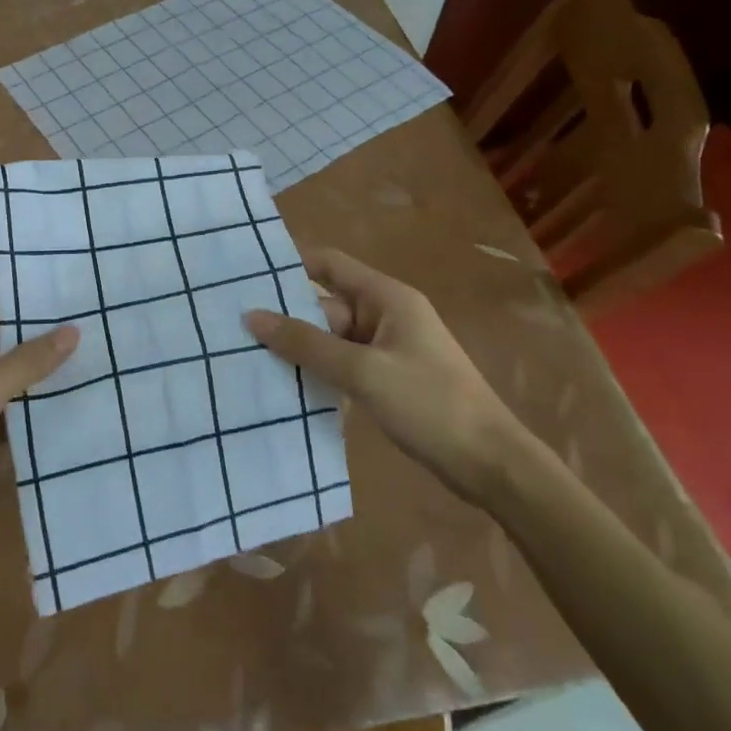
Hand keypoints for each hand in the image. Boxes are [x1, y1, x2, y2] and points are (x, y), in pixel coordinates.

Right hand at [244, 247, 522, 503]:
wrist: (492, 465)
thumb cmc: (430, 404)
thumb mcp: (362, 372)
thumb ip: (306, 344)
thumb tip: (252, 316)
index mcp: (386, 297)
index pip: (329, 264)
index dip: (291, 265)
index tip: (247, 276)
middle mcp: (386, 314)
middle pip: (326, 305)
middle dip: (288, 316)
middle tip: (237, 328)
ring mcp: (389, 348)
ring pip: (333, 338)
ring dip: (302, 348)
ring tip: (251, 356)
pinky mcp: (390, 379)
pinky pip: (345, 364)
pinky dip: (321, 371)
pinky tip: (288, 386)